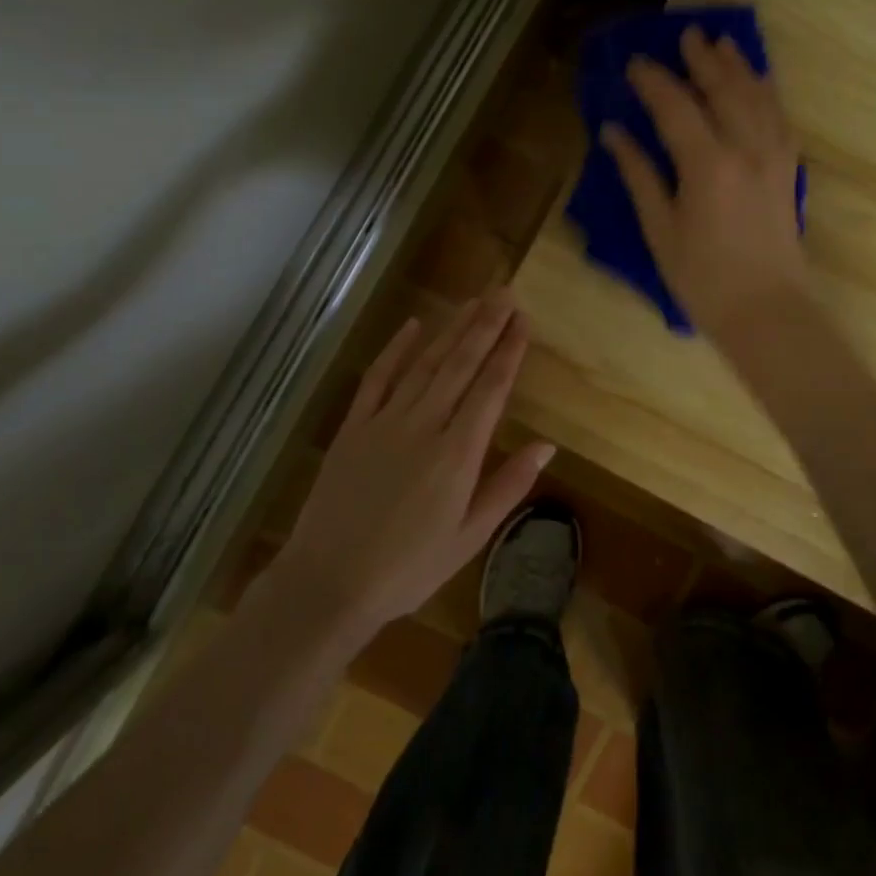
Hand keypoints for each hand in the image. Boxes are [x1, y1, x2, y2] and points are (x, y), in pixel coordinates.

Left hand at [278, 292, 554, 632]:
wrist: (329, 582)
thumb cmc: (409, 568)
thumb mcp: (470, 537)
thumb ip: (508, 486)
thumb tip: (546, 444)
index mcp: (457, 454)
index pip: (490, 389)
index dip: (508, 351)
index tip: (523, 321)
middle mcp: (424, 426)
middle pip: (460, 365)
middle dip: (485, 326)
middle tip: (505, 293)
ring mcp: (384, 422)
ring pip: (424, 363)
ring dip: (450, 329)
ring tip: (473, 302)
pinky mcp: (353, 427)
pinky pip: (377, 378)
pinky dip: (395, 350)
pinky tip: (412, 326)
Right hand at [602, 27, 808, 342]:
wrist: (767, 311)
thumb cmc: (703, 279)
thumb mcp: (660, 230)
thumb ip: (639, 175)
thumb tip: (614, 133)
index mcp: (708, 164)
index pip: (676, 107)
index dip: (653, 81)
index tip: (634, 62)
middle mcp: (746, 148)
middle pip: (724, 89)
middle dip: (703, 60)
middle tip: (686, 34)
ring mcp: (774, 157)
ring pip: (758, 96)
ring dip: (739, 67)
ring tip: (723, 43)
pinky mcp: (788, 170)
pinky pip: (780, 117)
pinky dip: (767, 93)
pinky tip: (759, 84)